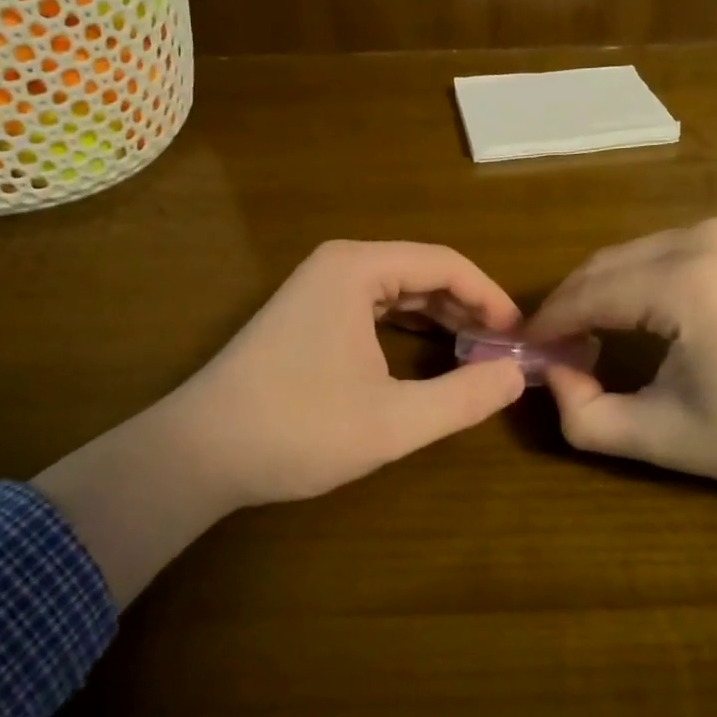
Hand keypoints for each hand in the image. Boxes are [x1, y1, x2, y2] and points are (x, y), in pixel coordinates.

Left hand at [35, 241, 525, 603]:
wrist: (197, 453)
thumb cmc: (296, 429)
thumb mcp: (392, 421)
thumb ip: (462, 398)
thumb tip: (516, 376)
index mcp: (358, 268)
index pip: (446, 263)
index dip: (490, 296)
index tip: (519, 335)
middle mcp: (338, 264)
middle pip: (423, 271)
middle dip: (467, 306)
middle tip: (503, 348)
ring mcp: (317, 287)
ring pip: (398, 288)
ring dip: (440, 316)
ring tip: (476, 351)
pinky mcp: (307, 313)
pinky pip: (374, 305)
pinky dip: (408, 325)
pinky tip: (429, 353)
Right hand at [523, 214, 716, 535]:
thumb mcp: (665, 439)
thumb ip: (585, 416)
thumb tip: (550, 375)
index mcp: (684, 284)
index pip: (587, 294)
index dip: (547, 323)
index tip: (523, 350)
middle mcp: (702, 237)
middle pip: (605, 265)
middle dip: (571, 304)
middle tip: (555, 349)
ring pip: (633, 252)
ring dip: (603, 289)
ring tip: (593, 336)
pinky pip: (667, 247)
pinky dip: (640, 275)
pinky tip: (642, 312)